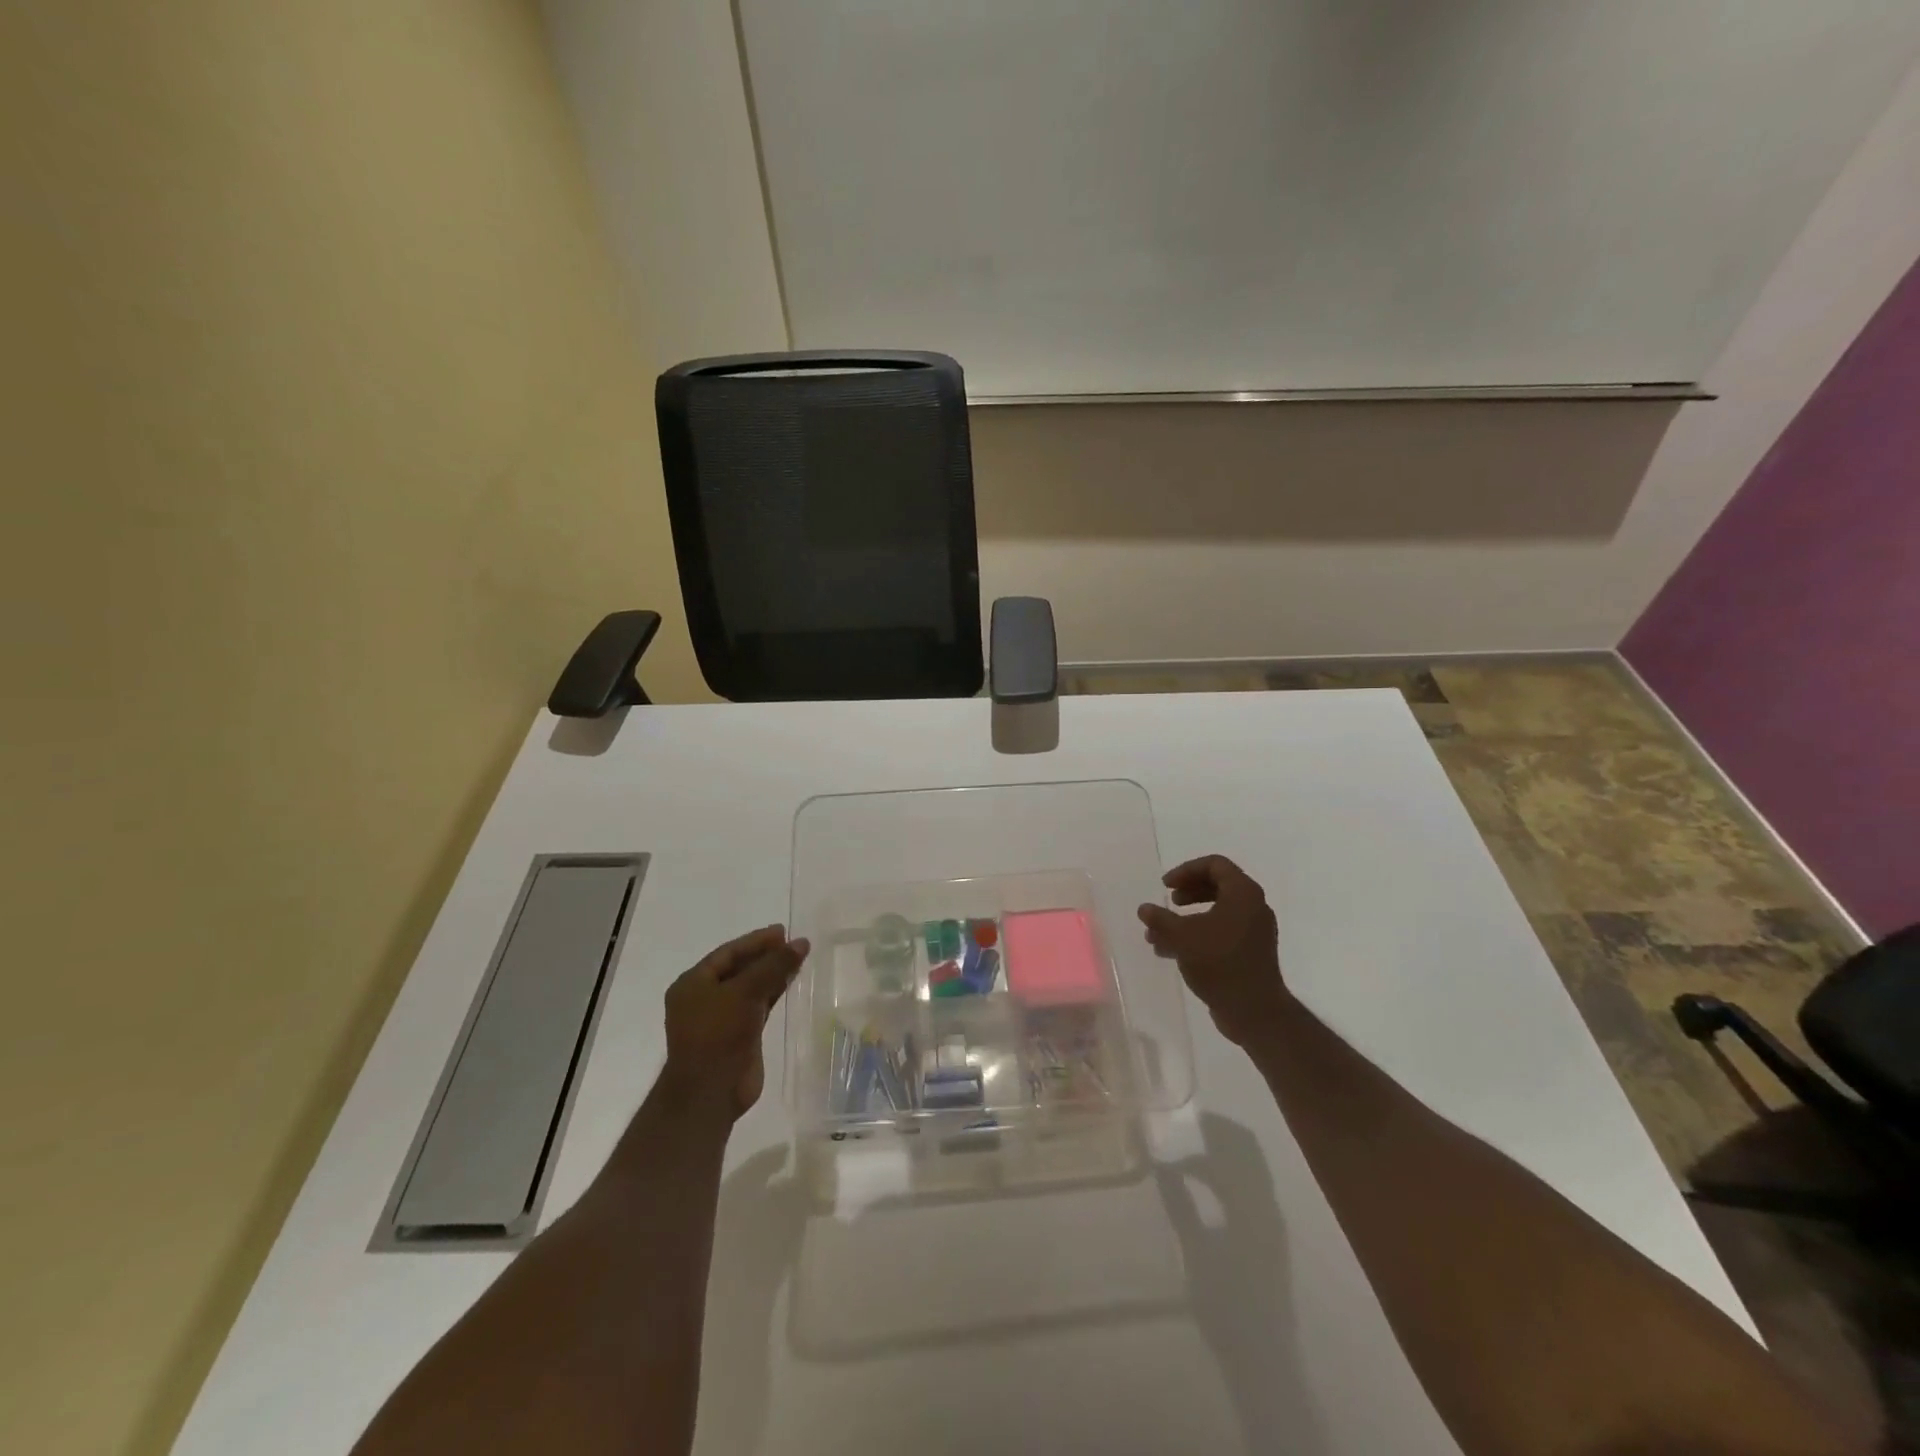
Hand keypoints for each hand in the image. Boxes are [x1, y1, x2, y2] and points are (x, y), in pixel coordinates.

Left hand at [662, 925, 809, 1116]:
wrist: (710, 1093)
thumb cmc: (717, 1034)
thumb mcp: (745, 992)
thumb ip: (774, 966)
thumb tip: (801, 942)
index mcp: (693, 983)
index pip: (727, 953)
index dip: (756, 941)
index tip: (783, 931)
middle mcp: (705, 998)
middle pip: (740, 968)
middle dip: (766, 955)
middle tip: (794, 944)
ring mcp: (722, 1018)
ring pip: (751, 987)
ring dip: (773, 973)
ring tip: (799, 958)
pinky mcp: (740, 1036)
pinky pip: (759, 1005)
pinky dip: (774, 993)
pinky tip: (791, 982)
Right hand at [1137, 855, 1289, 1049]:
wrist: (1254, 1011)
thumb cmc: (1220, 963)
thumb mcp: (1182, 937)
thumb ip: (1160, 919)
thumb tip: (1144, 909)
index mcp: (1243, 893)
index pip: (1215, 864)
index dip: (1186, 870)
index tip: (1166, 886)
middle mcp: (1253, 907)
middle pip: (1217, 885)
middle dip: (1187, 892)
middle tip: (1169, 901)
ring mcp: (1253, 931)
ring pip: (1216, 912)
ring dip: (1186, 918)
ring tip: (1160, 934)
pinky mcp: (1249, 952)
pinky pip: (1221, 932)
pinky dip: (1197, 935)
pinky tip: (1170, 951)